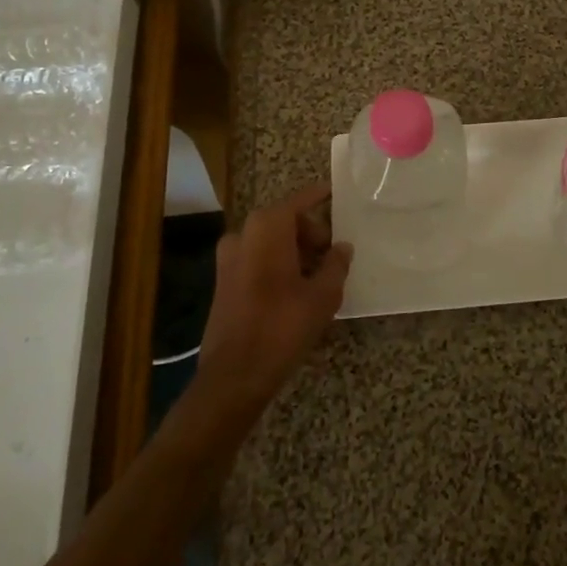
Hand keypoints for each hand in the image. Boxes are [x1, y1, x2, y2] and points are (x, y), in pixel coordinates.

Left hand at [196, 183, 350, 412]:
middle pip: (284, 221)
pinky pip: (257, 258)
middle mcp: (243, 235)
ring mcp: (228, 259)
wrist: (234, 374)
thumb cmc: (283, 326)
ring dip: (295, 249)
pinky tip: (297, 288)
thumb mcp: (323, 295)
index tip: (334, 191)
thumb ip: (336, 264)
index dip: (318, 196)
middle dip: (310, 231)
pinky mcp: (223, 282)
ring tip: (319, 273)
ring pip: (270, 241)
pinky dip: (278, 263)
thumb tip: (342, 247)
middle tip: (333, 252)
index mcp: (267, 229)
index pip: (299, 201)